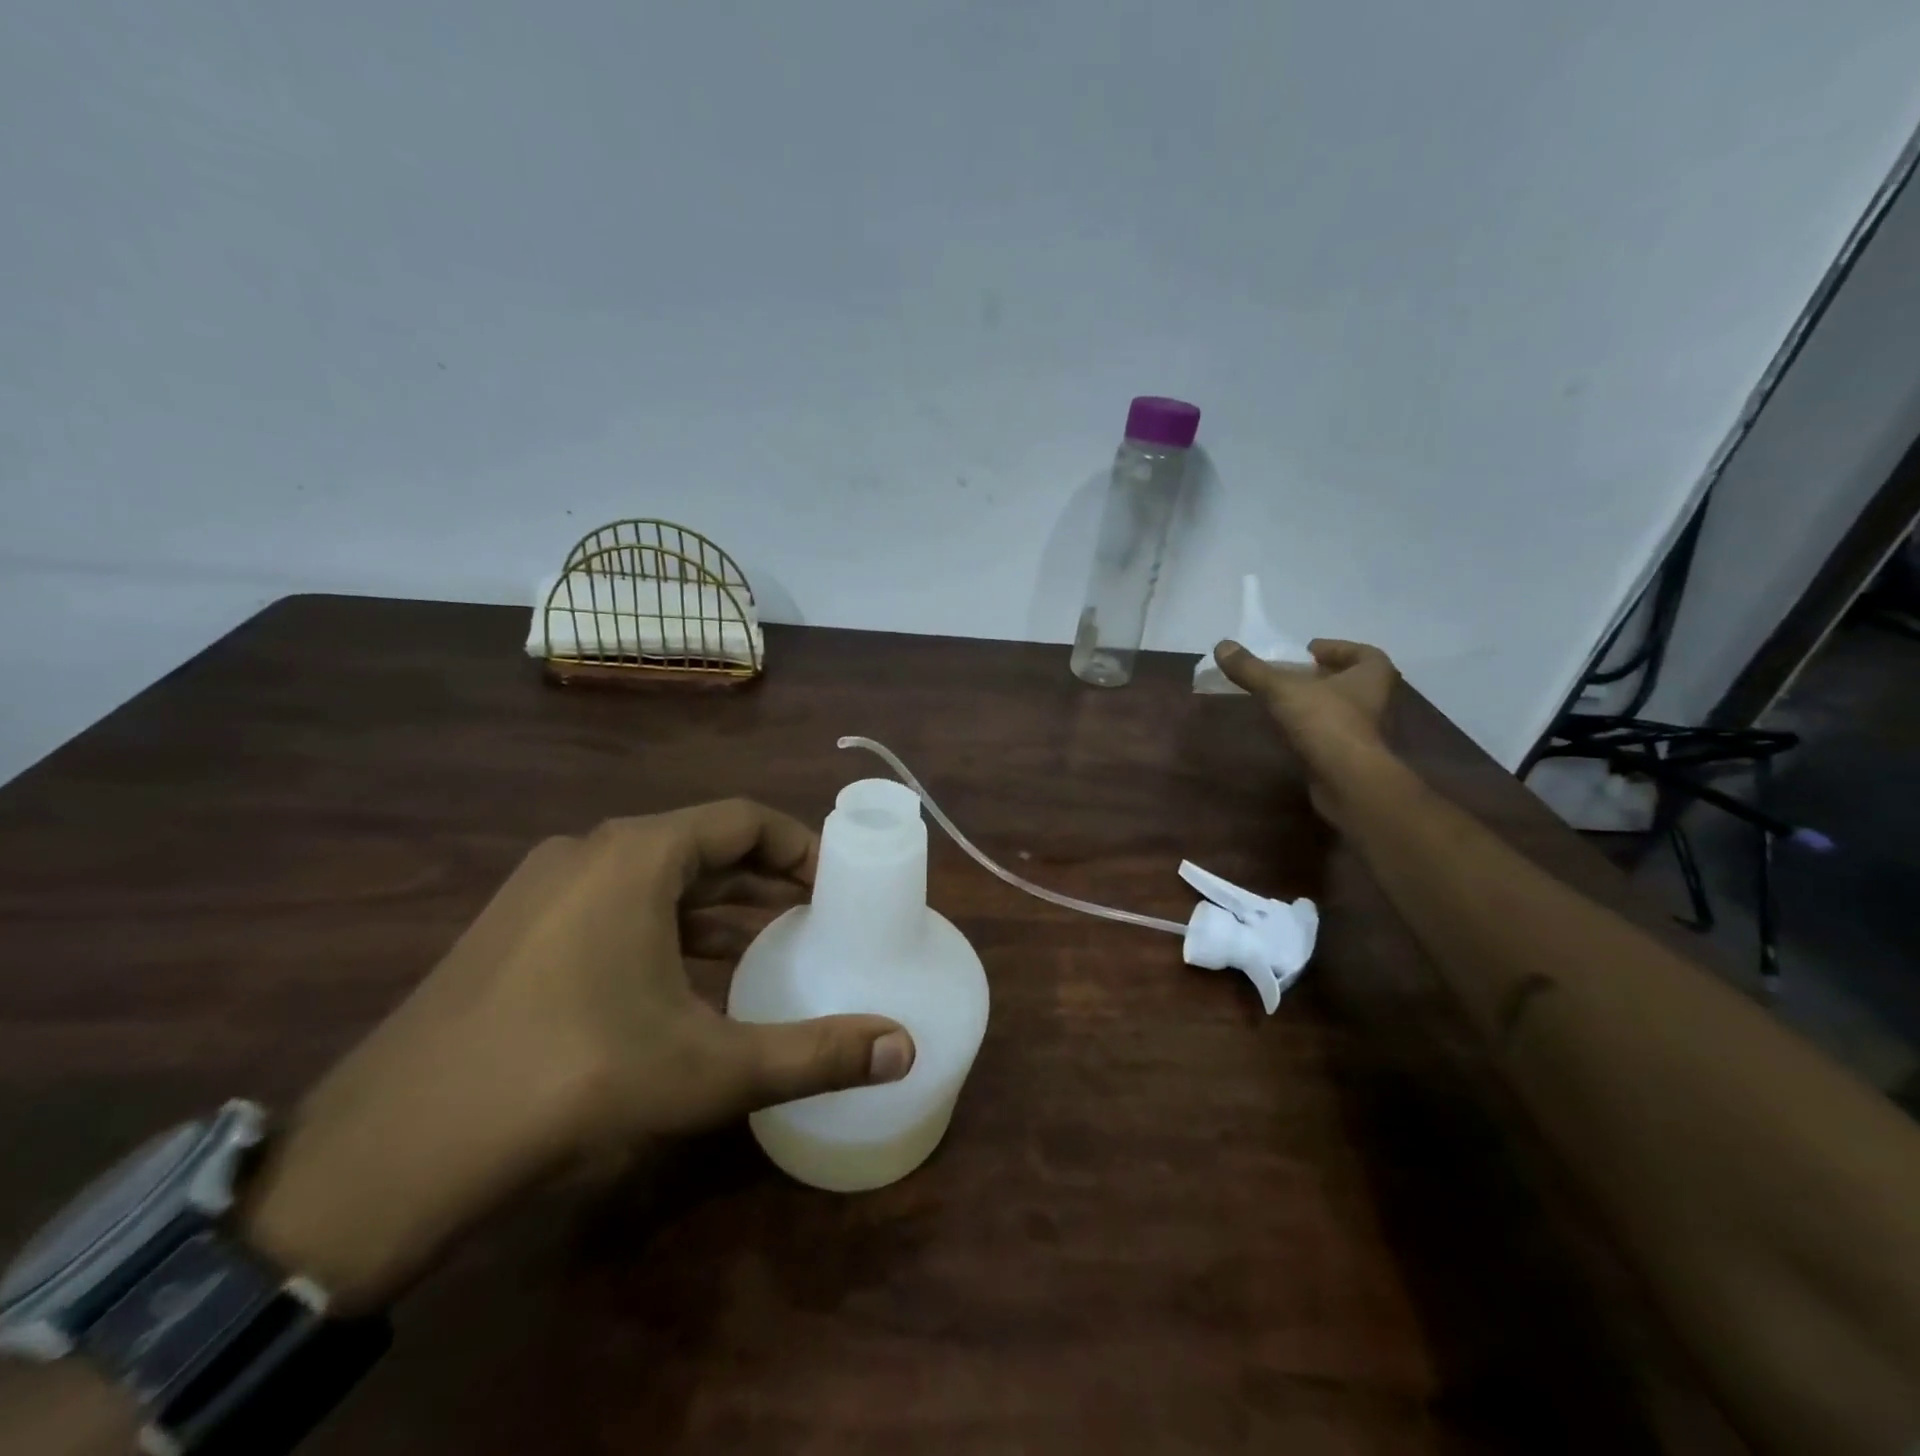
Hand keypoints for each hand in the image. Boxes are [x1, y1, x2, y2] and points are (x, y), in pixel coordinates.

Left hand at [240, 800, 915, 1310]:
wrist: (390, 1154)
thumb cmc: (571, 1081)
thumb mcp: (708, 1069)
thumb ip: (814, 1054)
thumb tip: (905, 1049)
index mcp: (637, 855)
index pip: (743, 820)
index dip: (799, 846)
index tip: (836, 885)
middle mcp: (589, 852)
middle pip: (700, 844)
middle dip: (763, 877)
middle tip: (813, 914)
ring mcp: (542, 889)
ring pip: (654, 878)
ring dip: (714, 904)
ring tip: (765, 942)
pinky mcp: (514, 931)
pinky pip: (613, 907)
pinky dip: (664, 927)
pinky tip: (686, 978)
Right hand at [1215, 637, 1399, 825]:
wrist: (1345, 779)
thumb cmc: (1323, 721)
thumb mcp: (1279, 689)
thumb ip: (1251, 669)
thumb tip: (1222, 646)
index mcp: (1371, 674)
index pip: (1362, 652)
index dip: (1336, 649)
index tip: (1309, 652)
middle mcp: (1376, 699)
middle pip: (1351, 680)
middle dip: (1324, 676)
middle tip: (1294, 674)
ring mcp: (1367, 730)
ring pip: (1343, 707)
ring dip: (1319, 702)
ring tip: (1287, 700)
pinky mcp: (1352, 755)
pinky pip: (1333, 732)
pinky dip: (1315, 727)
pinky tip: (1292, 729)